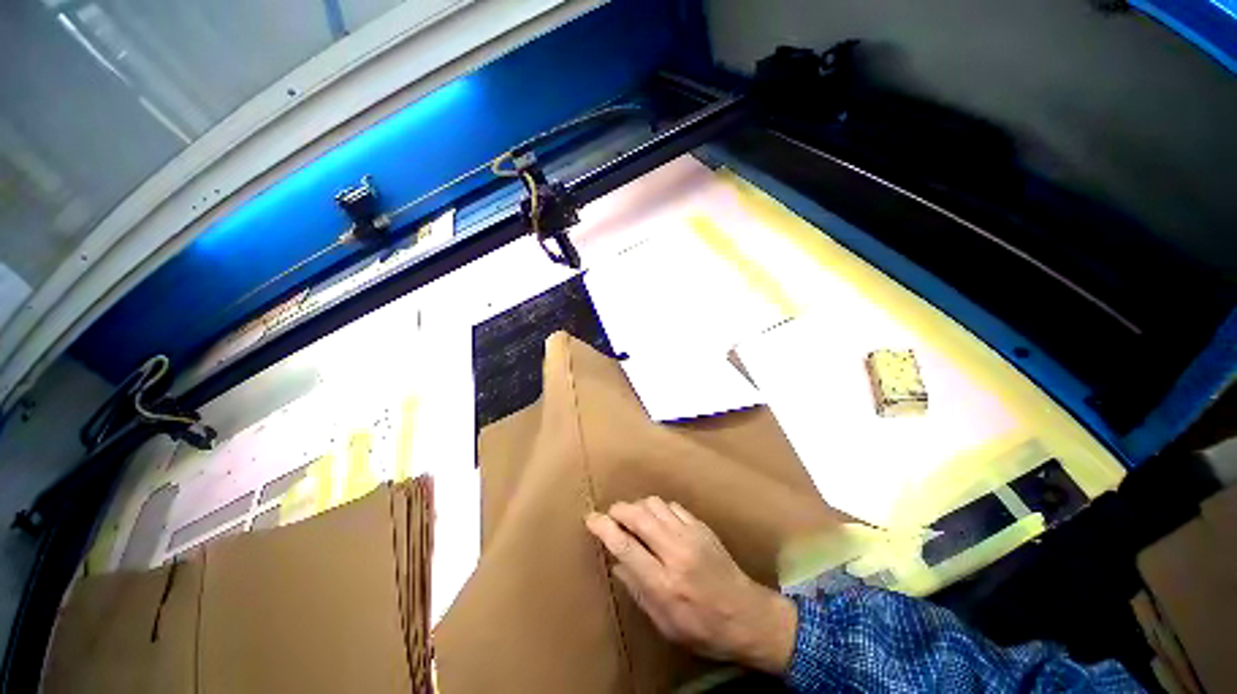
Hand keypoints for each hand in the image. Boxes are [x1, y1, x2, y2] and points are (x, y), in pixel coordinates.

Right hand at [585, 497, 796, 673]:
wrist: (747, 615)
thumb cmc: (703, 628)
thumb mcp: (665, 623)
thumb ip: (638, 589)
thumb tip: (616, 561)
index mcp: (663, 582)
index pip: (625, 545)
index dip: (604, 528)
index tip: (591, 518)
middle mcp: (675, 552)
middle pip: (639, 516)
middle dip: (619, 510)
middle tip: (610, 515)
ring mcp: (691, 535)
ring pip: (655, 504)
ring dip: (638, 506)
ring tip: (632, 518)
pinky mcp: (701, 526)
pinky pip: (672, 506)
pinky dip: (658, 508)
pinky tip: (657, 519)